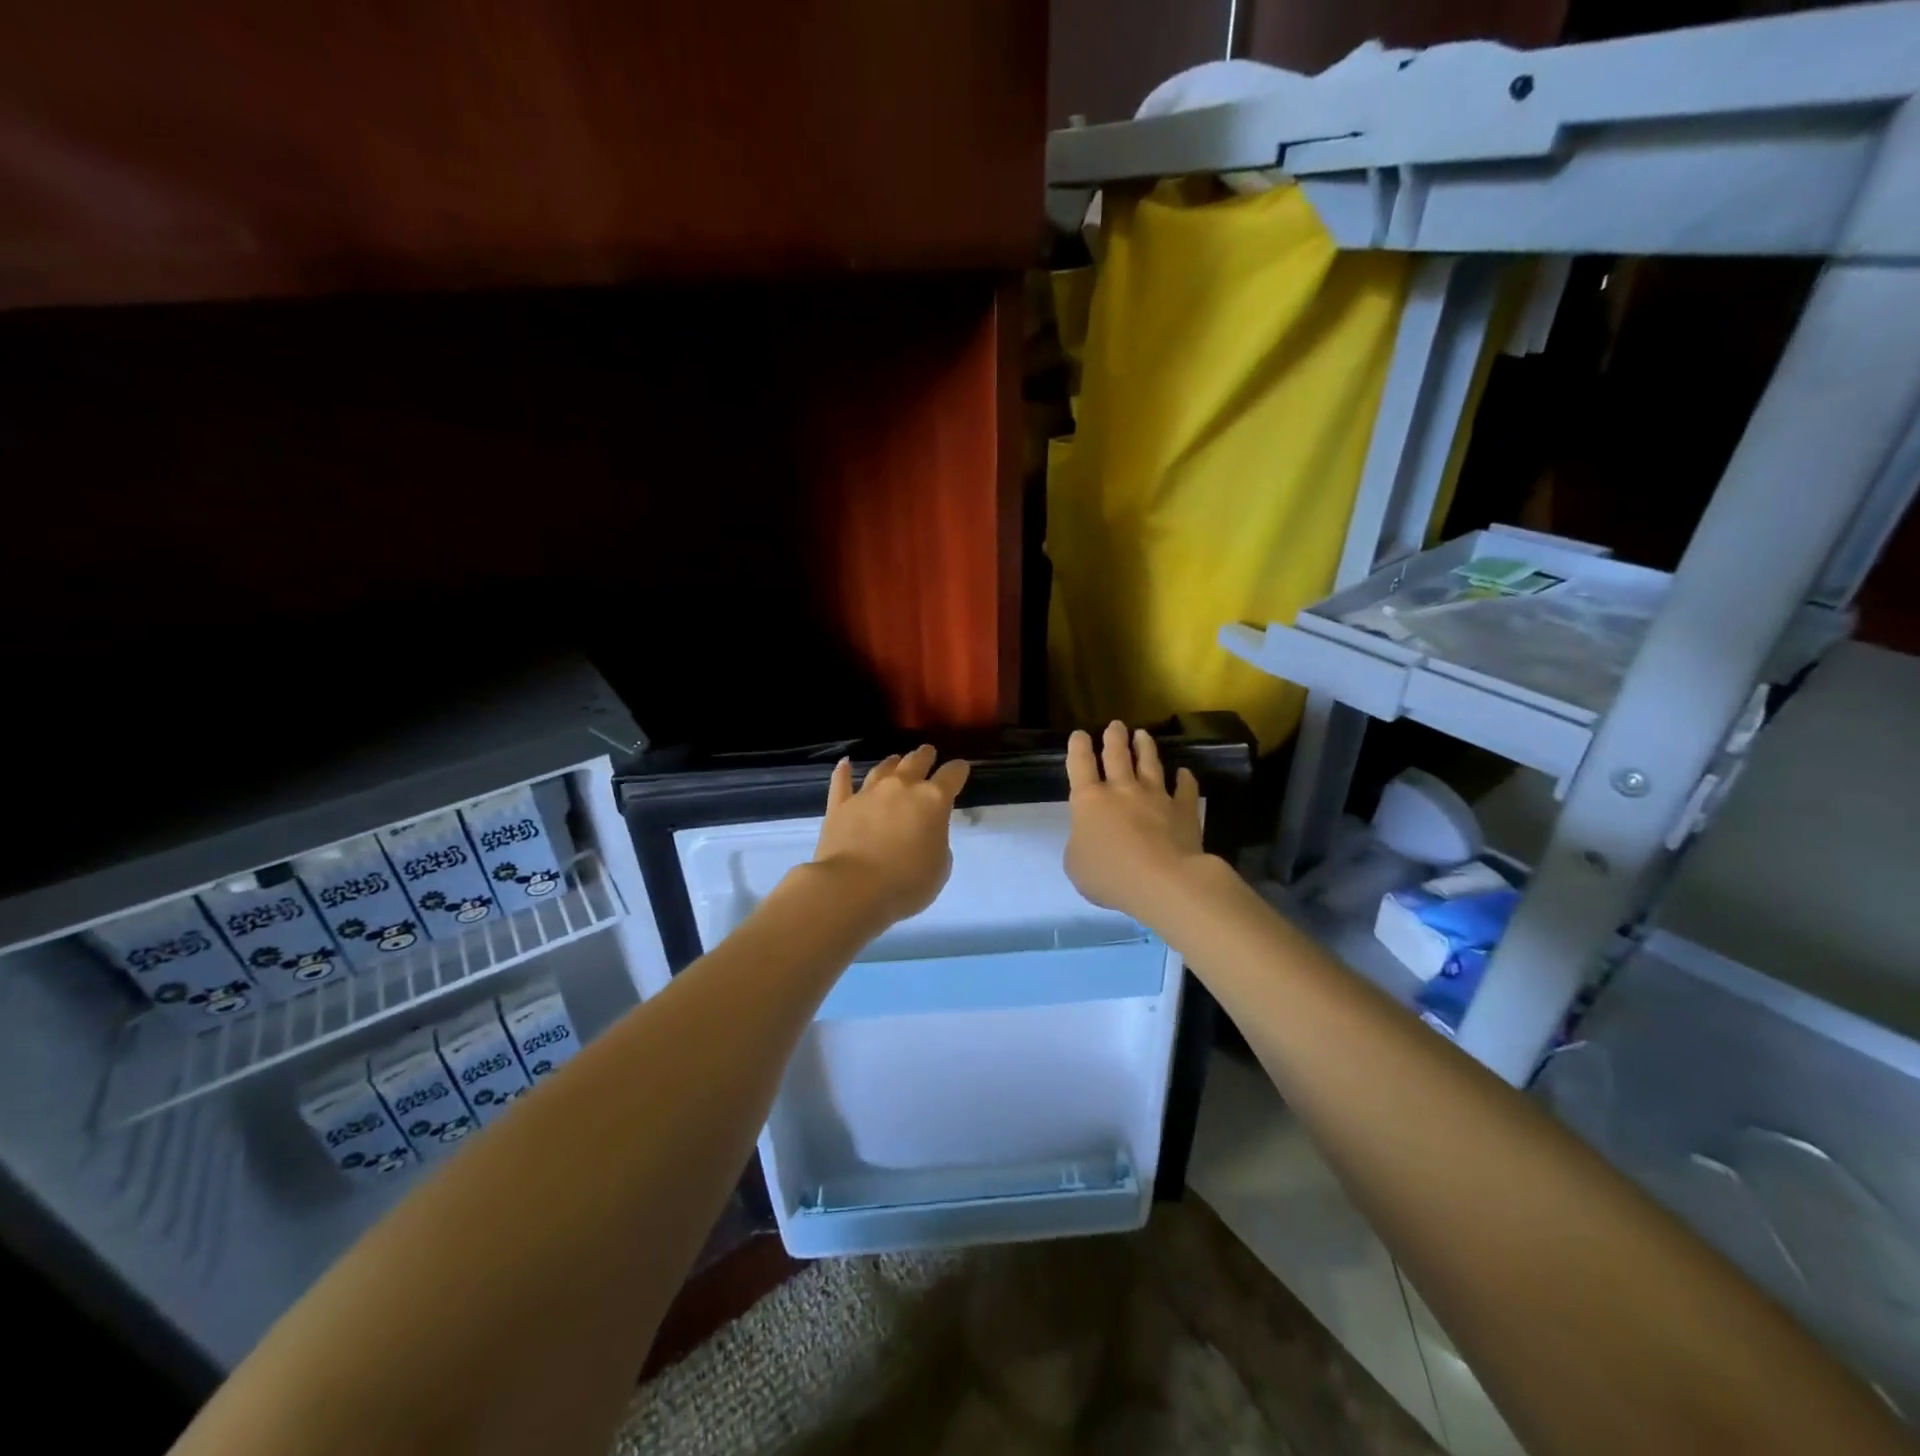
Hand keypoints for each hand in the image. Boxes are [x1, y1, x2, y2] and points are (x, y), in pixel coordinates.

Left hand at [810, 745, 970, 924]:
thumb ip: (937, 843)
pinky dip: (843, 771)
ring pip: (883, 768)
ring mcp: (868, 793)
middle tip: (928, 753)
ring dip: (893, 763)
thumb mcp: (940, 868)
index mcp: (933, 801)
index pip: (952, 775)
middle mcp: (901, 787)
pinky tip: (845, 763)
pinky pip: (842, 782)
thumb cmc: (906, 883)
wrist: (852, 888)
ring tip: (896, 759)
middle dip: (925, 756)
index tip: (961, 768)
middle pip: (916, 761)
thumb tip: (925, 834)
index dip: (959, 770)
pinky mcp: (840, 805)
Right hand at [1065, 722, 1206, 918]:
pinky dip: (1185, 779)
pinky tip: (1185, 773)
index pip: (1080, 764)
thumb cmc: (1110, 874)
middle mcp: (1122, 790)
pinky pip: (1185, 789)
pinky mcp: (1183, 810)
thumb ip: (1079, 844)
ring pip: (1150, 764)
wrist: (1163, 881)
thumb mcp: (1076, 864)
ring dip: (1145, 748)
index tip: (1080, 734)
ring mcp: (1156, 797)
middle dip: (1114, 737)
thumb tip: (1088, 836)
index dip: (1078, 747)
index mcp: (1089, 800)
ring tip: (1143, 734)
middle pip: (1117, 755)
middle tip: (1115, 724)